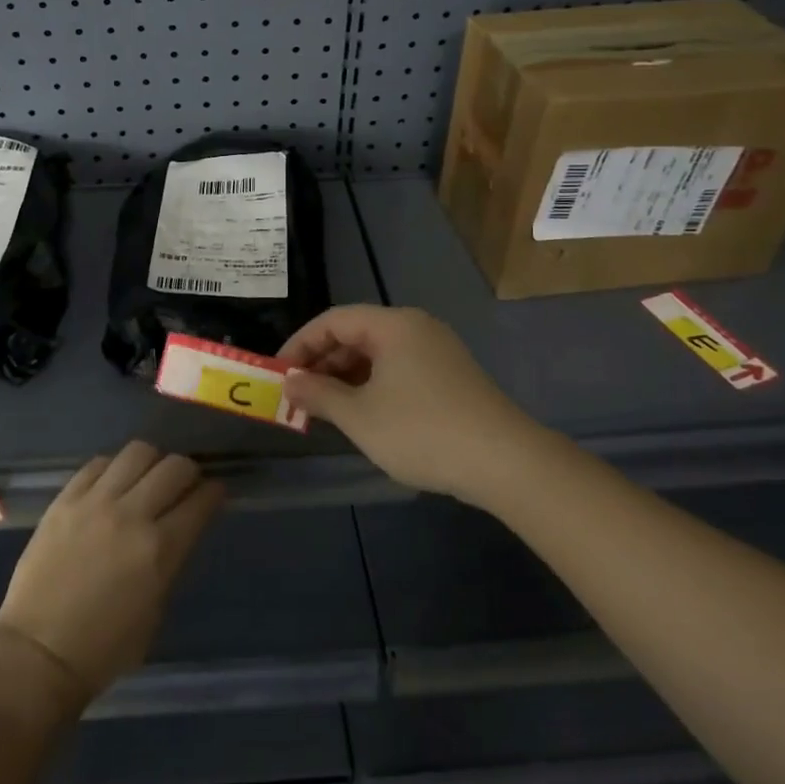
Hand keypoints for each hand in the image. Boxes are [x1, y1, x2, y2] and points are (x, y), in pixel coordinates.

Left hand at [0, 441, 223, 700]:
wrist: (38, 653)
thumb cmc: (104, 647)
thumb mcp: (155, 611)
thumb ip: (170, 561)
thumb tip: (177, 530)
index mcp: (160, 549)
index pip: (200, 501)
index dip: (214, 493)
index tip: (214, 493)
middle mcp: (131, 515)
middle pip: (174, 466)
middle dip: (188, 472)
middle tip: (183, 485)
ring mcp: (95, 502)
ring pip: (138, 452)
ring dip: (152, 462)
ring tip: (146, 478)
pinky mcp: (65, 499)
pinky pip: (98, 463)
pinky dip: (113, 468)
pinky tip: (112, 485)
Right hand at [280, 305, 535, 503]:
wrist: (505, 462)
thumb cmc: (422, 431)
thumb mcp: (359, 416)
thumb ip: (318, 394)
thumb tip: (289, 382)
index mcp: (393, 325)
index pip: (333, 320)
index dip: (300, 344)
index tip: (279, 374)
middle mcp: (416, 327)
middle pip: (356, 334)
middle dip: (322, 362)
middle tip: (298, 395)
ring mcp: (437, 351)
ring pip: (377, 354)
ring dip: (346, 377)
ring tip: (325, 409)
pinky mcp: (451, 376)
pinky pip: (398, 369)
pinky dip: (373, 385)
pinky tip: (363, 414)